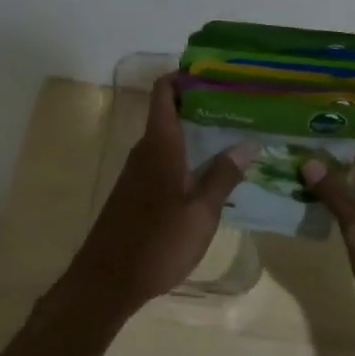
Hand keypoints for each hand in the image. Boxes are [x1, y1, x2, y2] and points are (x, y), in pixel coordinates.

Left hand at [64, 75, 254, 310]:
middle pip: (170, 113)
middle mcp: (145, 151)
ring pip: (169, 140)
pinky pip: (164, 162)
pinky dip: (187, 157)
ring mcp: (138, 173)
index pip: (164, 92)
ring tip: (235, 137)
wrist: (107, 282)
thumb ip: (223, 176)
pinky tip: (212, 173)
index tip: (216, 73)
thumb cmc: (157, 242)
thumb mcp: (201, 212)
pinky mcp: (136, 194)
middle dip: (202, 105)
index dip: (184, 76)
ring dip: (197, 134)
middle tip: (241, 107)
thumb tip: (247, 144)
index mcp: (160, 145)